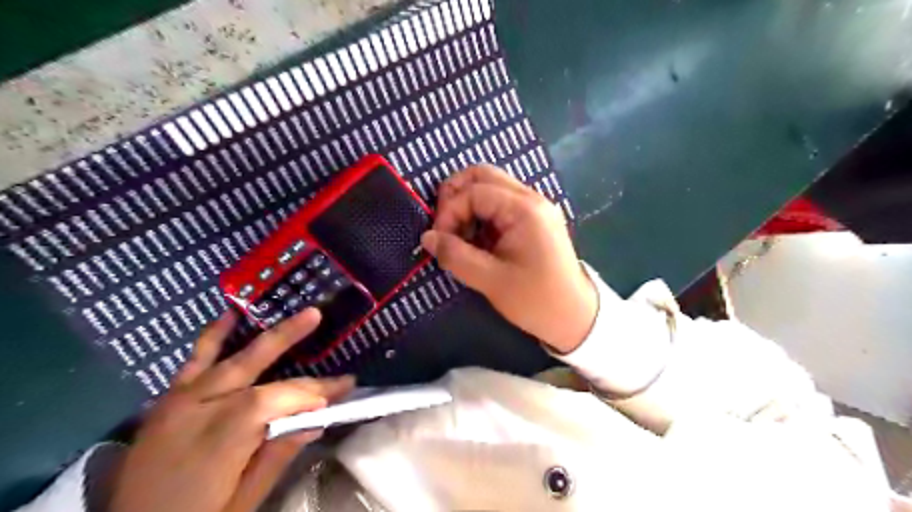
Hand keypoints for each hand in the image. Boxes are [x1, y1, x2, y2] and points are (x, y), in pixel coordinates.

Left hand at [110, 308, 355, 511]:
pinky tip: (229, 315)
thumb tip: (317, 421)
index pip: (276, 399)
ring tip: (287, 312)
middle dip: (289, 336)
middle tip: (317, 315)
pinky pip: (193, 361)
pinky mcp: (169, 401)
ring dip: (261, 333)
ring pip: (228, 357)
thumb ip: (277, 456)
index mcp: (221, 437)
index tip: (344, 388)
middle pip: (252, 364)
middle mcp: (199, 408)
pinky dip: (213, 337)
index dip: (312, 391)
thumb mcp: (244, 501)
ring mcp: (180, 401)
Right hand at [420, 166, 600, 354]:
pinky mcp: (535, 219)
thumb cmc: (536, 300)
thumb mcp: (491, 280)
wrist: (575, 317)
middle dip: (455, 196)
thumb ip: (455, 255)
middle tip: (444, 226)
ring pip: (491, 187)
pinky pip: (501, 204)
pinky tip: (476, 240)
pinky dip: (482, 215)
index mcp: (524, 209)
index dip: (449, 212)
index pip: (474, 191)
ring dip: (468, 205)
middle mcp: (531, 198)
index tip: (439, 240)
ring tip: (459, 237)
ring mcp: (535, 207)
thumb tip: (427, 238)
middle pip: (483, 176)